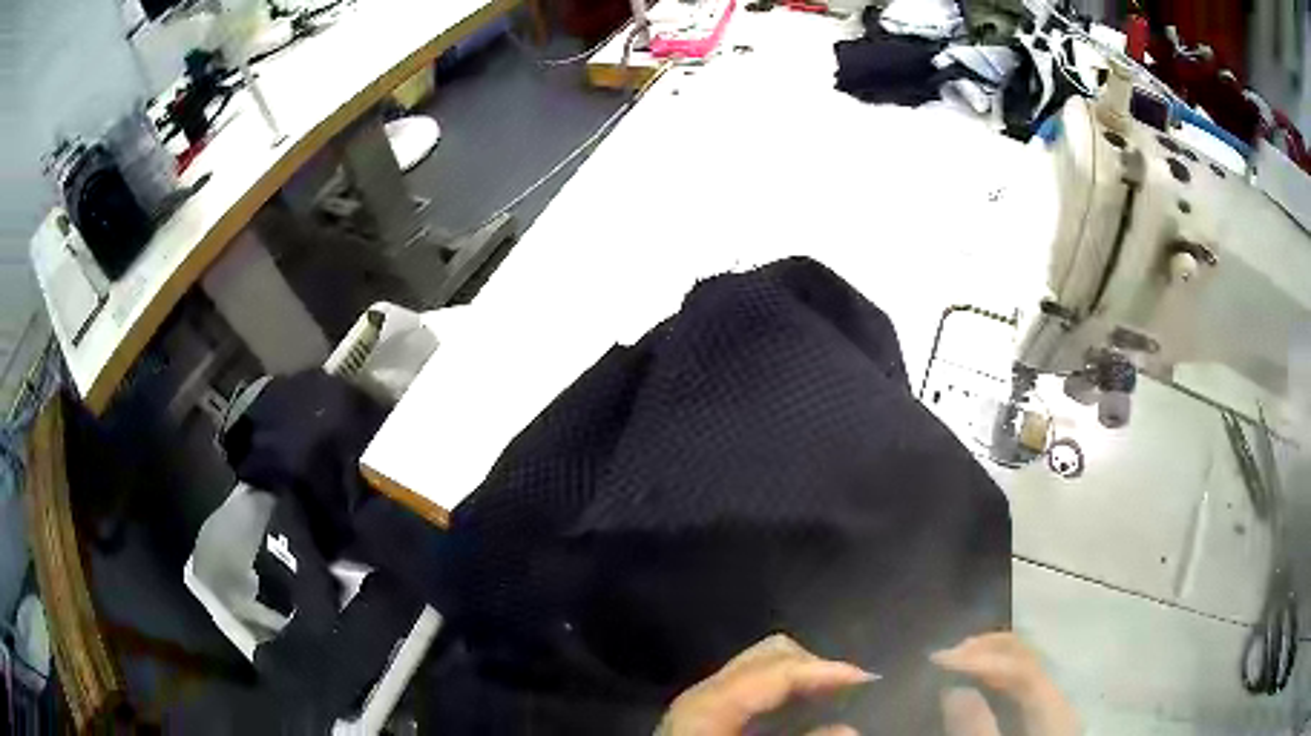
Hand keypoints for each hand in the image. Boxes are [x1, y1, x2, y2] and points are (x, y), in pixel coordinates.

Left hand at [658, 634, 876, 735]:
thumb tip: (849, 729)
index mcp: (711, 700)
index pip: (780, 666)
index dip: (827, 670)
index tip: (869, 679)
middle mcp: (706, 690)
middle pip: (771, 654)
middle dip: (816, 666)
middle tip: (852, 689)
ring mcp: (704, 700)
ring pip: (763, 667)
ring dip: (803, 677)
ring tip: (836, 696)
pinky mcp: (707, 714)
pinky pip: (754, 688)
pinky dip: (785, 692)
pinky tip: (803, 712)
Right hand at [931, 633, 1079, 735]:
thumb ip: (975, 730)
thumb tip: (952, 689)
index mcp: (1052, 711)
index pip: (1019, 668)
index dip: (980, 658)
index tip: (937, 661)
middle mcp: (1057, 697)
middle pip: (1026, 655)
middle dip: (985, 649)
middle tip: (943, 657)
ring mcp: (1051, 703)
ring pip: (1024, 662)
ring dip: (989, 655)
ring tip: (953, 661)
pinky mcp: (1041, 713)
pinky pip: (1020, 678)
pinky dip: (995, 670)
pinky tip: (973, 677)